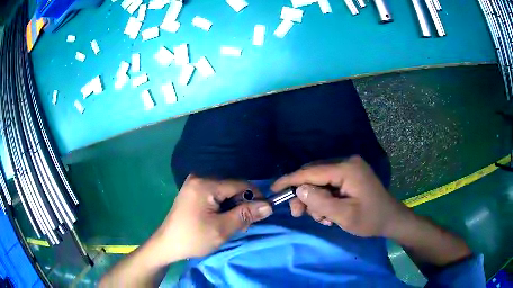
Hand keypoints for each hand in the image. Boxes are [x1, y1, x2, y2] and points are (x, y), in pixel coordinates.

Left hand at [153, 175, 272, 262]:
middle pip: (232, 188)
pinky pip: (215, 195)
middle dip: (242, 205)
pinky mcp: (192, 192)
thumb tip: (268, 206)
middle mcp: (199, 178)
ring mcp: (194, 184)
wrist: (167, 245)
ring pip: (224, 192)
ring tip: (233, 225)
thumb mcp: (222, 229)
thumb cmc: (194, 238)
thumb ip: (246, 215)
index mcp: (205, 184)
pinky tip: (222, 220)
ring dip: (233, 207)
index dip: (255, 197)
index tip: (263, 212)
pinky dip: (223, 207)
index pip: (239, 184)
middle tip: (244, 225)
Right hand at [272, 156, 410, 237]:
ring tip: (323, 218)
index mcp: (347, 169)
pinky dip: (324, 198)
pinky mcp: (350, 175)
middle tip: (299, 214)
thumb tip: (299, 190)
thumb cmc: (370, 219)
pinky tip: (329, 213)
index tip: (273, 189)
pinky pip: (328, 184)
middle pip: (314, 175)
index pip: (311, 171)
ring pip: (319, 180)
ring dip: (315, 200)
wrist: (391, 219)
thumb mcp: (344, 215)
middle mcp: (347, 162)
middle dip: (304, 195)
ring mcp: (349, 168)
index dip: (290, 180)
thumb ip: (320, 202)